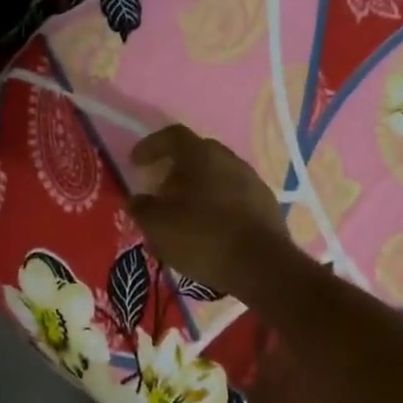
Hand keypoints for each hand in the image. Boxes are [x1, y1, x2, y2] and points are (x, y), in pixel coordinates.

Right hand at [128, 125, 290, 297]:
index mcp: (202, 155)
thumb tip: (137, 200)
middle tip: (160, 192)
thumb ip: (142, 209)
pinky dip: (217, 206)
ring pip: (218, 177)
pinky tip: (209, 229)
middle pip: (197, 156)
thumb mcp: (159, 226)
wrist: (262, 266)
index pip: (173, 136)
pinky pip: (234, 197)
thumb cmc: (203, 237)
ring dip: (198, 190)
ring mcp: (253, 182)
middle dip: (175, 171)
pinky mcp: (267, 205)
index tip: (135, 163)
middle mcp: (230, 160)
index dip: (151, 146)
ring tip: (183, 215)